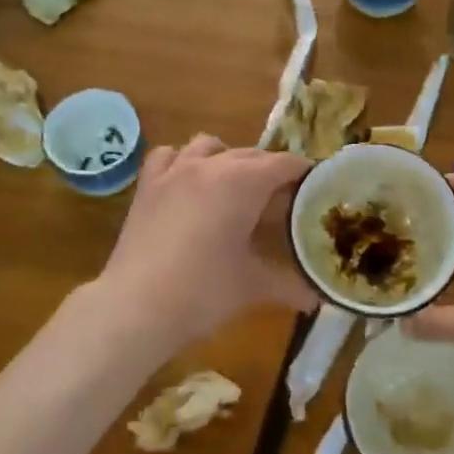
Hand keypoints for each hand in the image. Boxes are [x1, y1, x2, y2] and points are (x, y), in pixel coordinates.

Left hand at [95, 136, 315, 352]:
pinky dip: (184, 161)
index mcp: (244, 182)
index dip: (304, 174)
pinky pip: (169, 155)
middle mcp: (211, 165)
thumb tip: (317, 299)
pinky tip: (189, 182)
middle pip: (252, 155)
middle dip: (271, 172)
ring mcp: (174, 171)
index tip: (317, 189)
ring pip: (210, 146)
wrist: (136, 306)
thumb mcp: (253, 286)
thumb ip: (290, 285)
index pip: (284, 164)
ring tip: (236, 188)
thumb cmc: (204, 292)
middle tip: (284, 202)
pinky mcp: (148, 185)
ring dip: (229, 160)